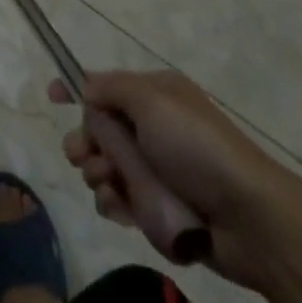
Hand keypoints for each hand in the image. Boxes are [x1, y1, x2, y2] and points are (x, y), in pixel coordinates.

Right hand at [53, 69, 301, 291]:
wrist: (250, 218)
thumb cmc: (197, 147)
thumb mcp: (151, 100)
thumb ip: (110, 88)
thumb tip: (85, 88)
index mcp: (155, 95)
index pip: (105, 85)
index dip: (76, 88)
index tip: (52, 97)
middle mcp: (154, 127)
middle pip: (100, 129)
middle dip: (85, 141)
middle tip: (82, 156)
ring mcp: (158, 169)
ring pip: (107, 167)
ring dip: (99, 175)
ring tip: (110, 185)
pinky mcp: (161, 207)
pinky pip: (122, 201)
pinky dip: (115, 203)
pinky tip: (121, 209)